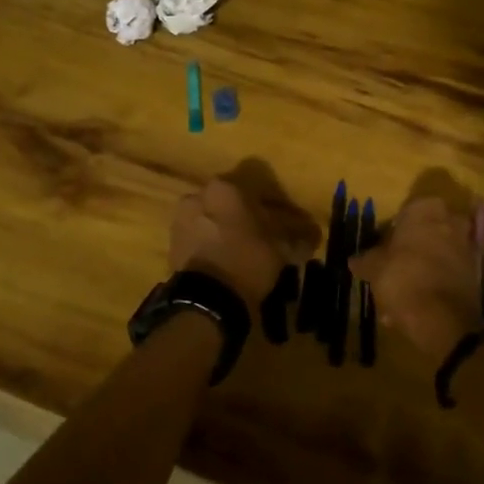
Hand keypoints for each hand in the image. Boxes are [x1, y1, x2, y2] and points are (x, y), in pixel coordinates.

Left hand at [170, 169, 317, 308]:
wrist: (207, 299)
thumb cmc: (248, 260)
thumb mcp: (281, 247)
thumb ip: (296, 236)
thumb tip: (311, 236)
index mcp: (226, 187)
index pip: (258, 183)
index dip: (275, 201)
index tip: (285, 219)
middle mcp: (199, 195)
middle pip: (231, 199)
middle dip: (247, 213)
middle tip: (264, 234)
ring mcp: (181, 219)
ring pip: (212, 216)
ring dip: (227, 228)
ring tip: (243, 251)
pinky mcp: (172, 243)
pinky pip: (199, 236)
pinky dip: (211, 243)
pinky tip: (225, 261)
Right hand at [350, 193, 483, 362]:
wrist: (442, 318)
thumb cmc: (403, 278)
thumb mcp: (374, 268)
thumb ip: (365, 260)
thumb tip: (355, 259)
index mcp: (426, 209)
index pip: (408, 211)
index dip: (395, 231)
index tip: (385, 250)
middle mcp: (452, 219)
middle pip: (427, 231)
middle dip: (413, 249)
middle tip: (396, 270)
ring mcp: (468, 244)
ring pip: (440, 252)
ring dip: (426, 267)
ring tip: (407, 294)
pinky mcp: (478, 270)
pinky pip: (452, 271)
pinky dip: (439, 282)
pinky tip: (423, 303)